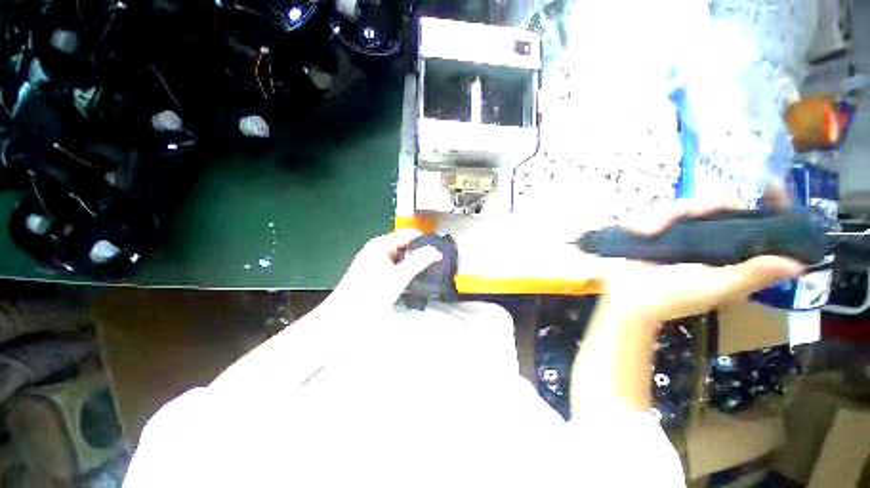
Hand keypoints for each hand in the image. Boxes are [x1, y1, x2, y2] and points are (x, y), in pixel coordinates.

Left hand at [327, 229, 442, 312]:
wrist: (343, 319)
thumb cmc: (369, 295)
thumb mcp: (397, 278)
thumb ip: (418, 262)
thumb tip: (436, 252)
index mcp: (381, 244)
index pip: (408, 234)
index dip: (425, 240)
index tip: (440, 250)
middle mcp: (377, 249)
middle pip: (405, 245)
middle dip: (420, 253)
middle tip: (437, 264)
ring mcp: (375, 262)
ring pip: (400, 258)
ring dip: (413, 264)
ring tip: (430, 272)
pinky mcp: (375, 274)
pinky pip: (395, 267)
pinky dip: (404, 272)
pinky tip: (414, 280)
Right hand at [599, 201, 804, 322]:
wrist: (626, 295)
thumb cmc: (672, 295)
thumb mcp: (715, 287)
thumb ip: (752, 274)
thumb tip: (798, 264)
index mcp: (732, 257)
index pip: (760, 226)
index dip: (770, 206)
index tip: (771, 185)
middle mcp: (711, 243)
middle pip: (721, 208)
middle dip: (706, 206)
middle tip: (690, 211)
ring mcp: (681, 237)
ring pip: (687, 207)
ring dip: (669, 214)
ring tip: (651, 230)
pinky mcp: (657, 233)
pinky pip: (659, 214)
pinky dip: (650, 219)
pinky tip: (641, 231)